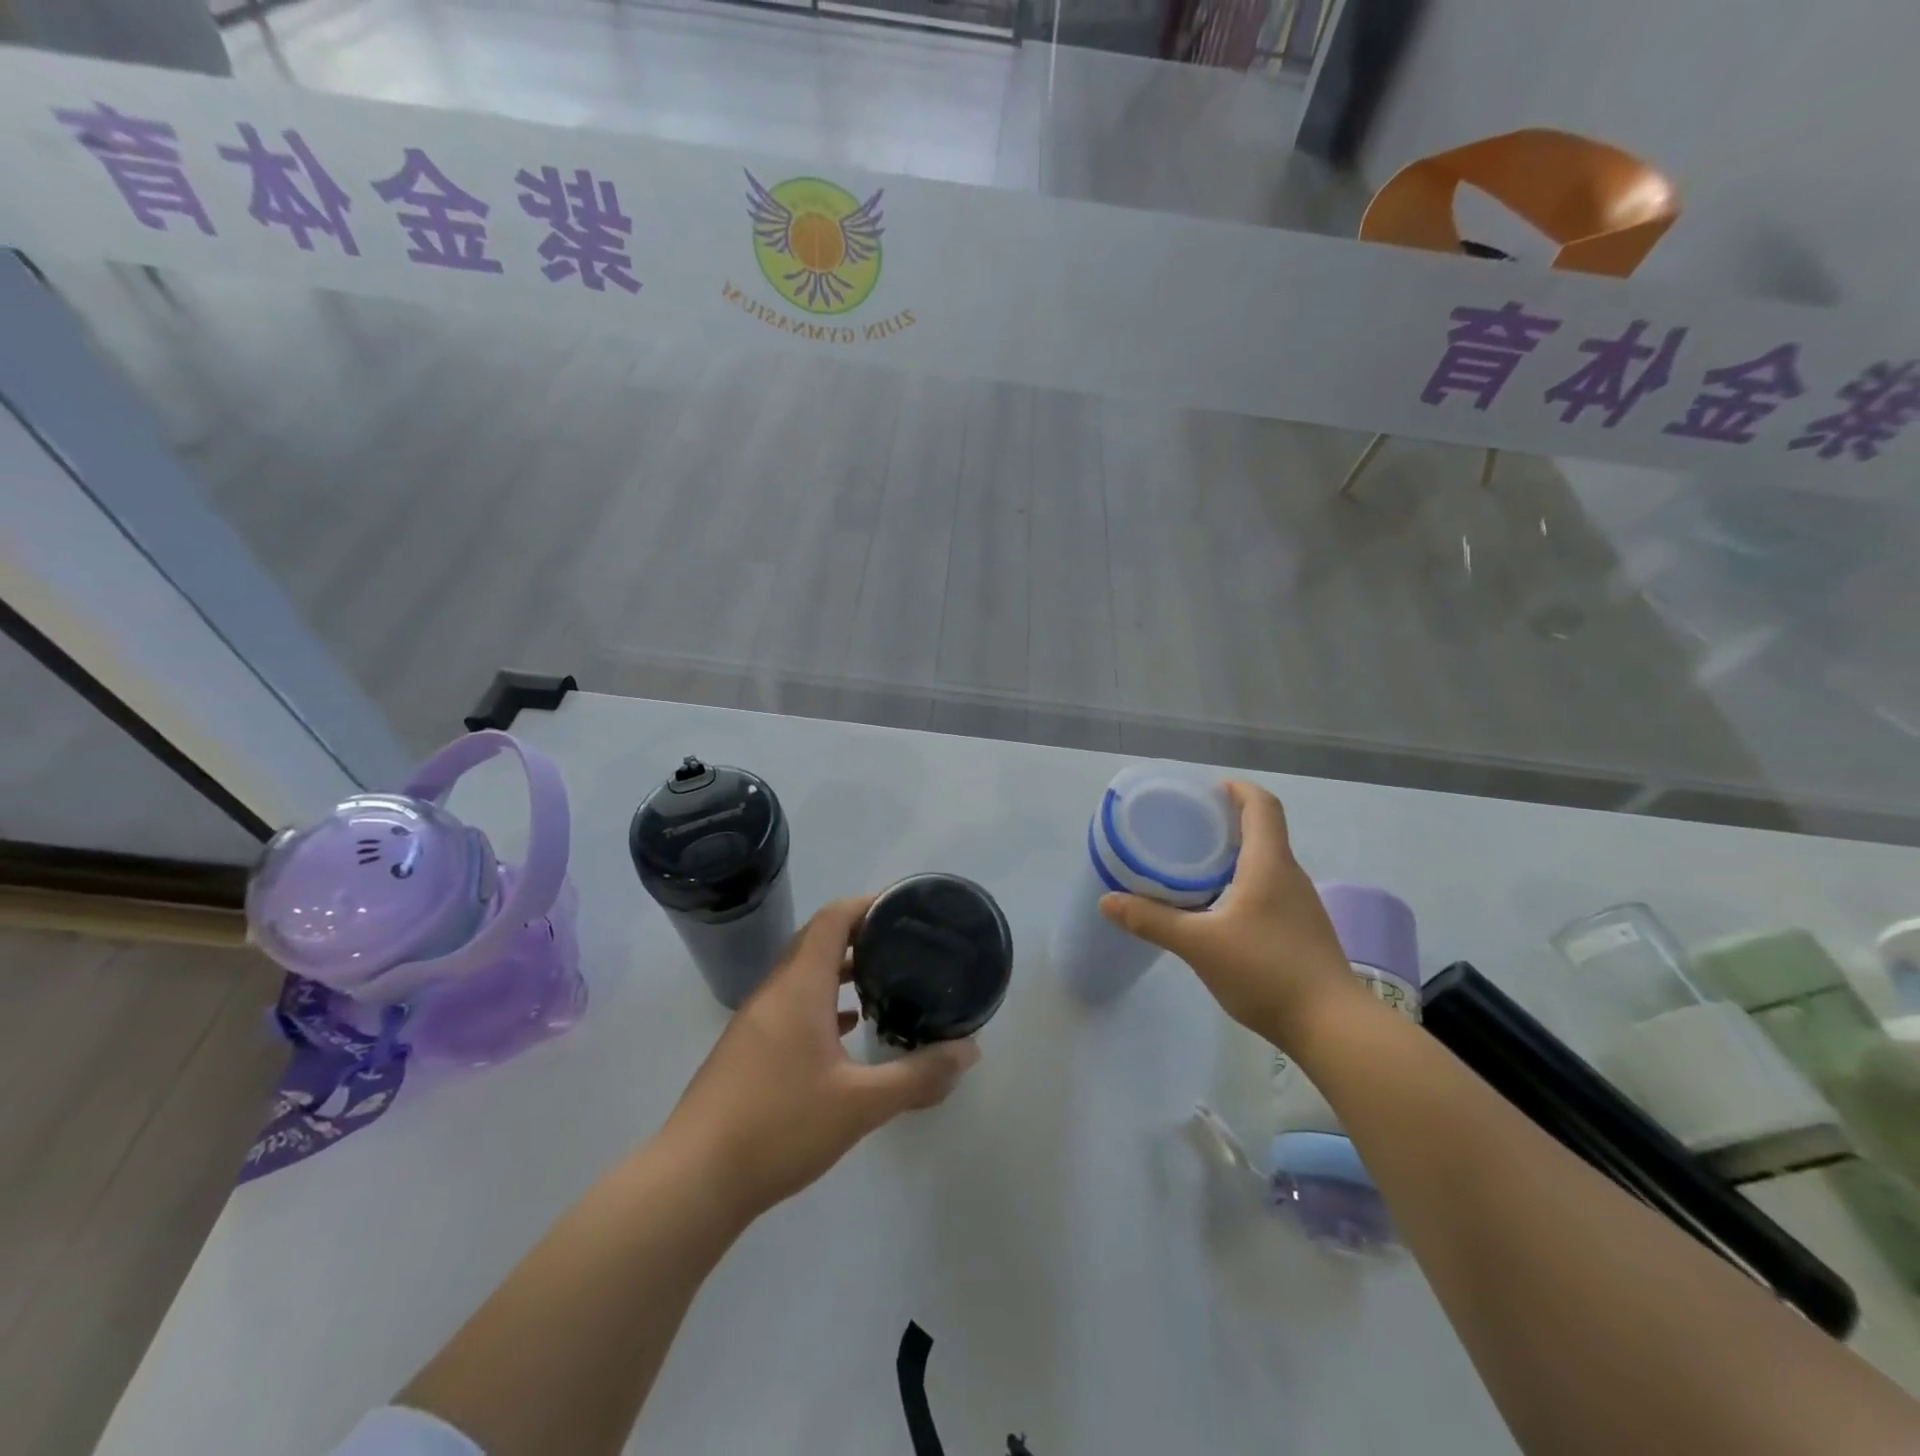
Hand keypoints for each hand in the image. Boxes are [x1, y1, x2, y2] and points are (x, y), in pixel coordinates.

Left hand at [661, 895, 980, 1221]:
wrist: (693, 1181)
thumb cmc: (779, 1126)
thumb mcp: (861, 1104)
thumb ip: (918, 1076)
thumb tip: (969, 1051)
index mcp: (799, 986)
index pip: (833, 918)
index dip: (868, 904)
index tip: (904, 907)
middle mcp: (775, 991)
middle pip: (818, 940)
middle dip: (860, 934)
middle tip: (904, 943)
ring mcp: (756, 1020)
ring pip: (803, 974)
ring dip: (840, 969)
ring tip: (883, 980)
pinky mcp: (748, 1048)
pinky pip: (792, 1004)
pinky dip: (823, 1001)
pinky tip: (847, 1029)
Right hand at [1099, 781, 1357, 1047]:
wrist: (1332, 1026)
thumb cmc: (1266, 971)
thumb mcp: (1199, 944)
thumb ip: (1152, 920)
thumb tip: (1107, 901)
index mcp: (1270, 864)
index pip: (1262, 805)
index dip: (1237, 789)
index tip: (1206, 791)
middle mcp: (1290, 875)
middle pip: (1263, 831)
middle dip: (1226, 822)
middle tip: (1185, 829)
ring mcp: (1300, 905)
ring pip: (1266, 863)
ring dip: (1234, 855)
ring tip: (1193, 866)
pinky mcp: (1302, 930)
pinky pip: (1269, 889)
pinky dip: (1242, 883)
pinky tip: (1217, 909)